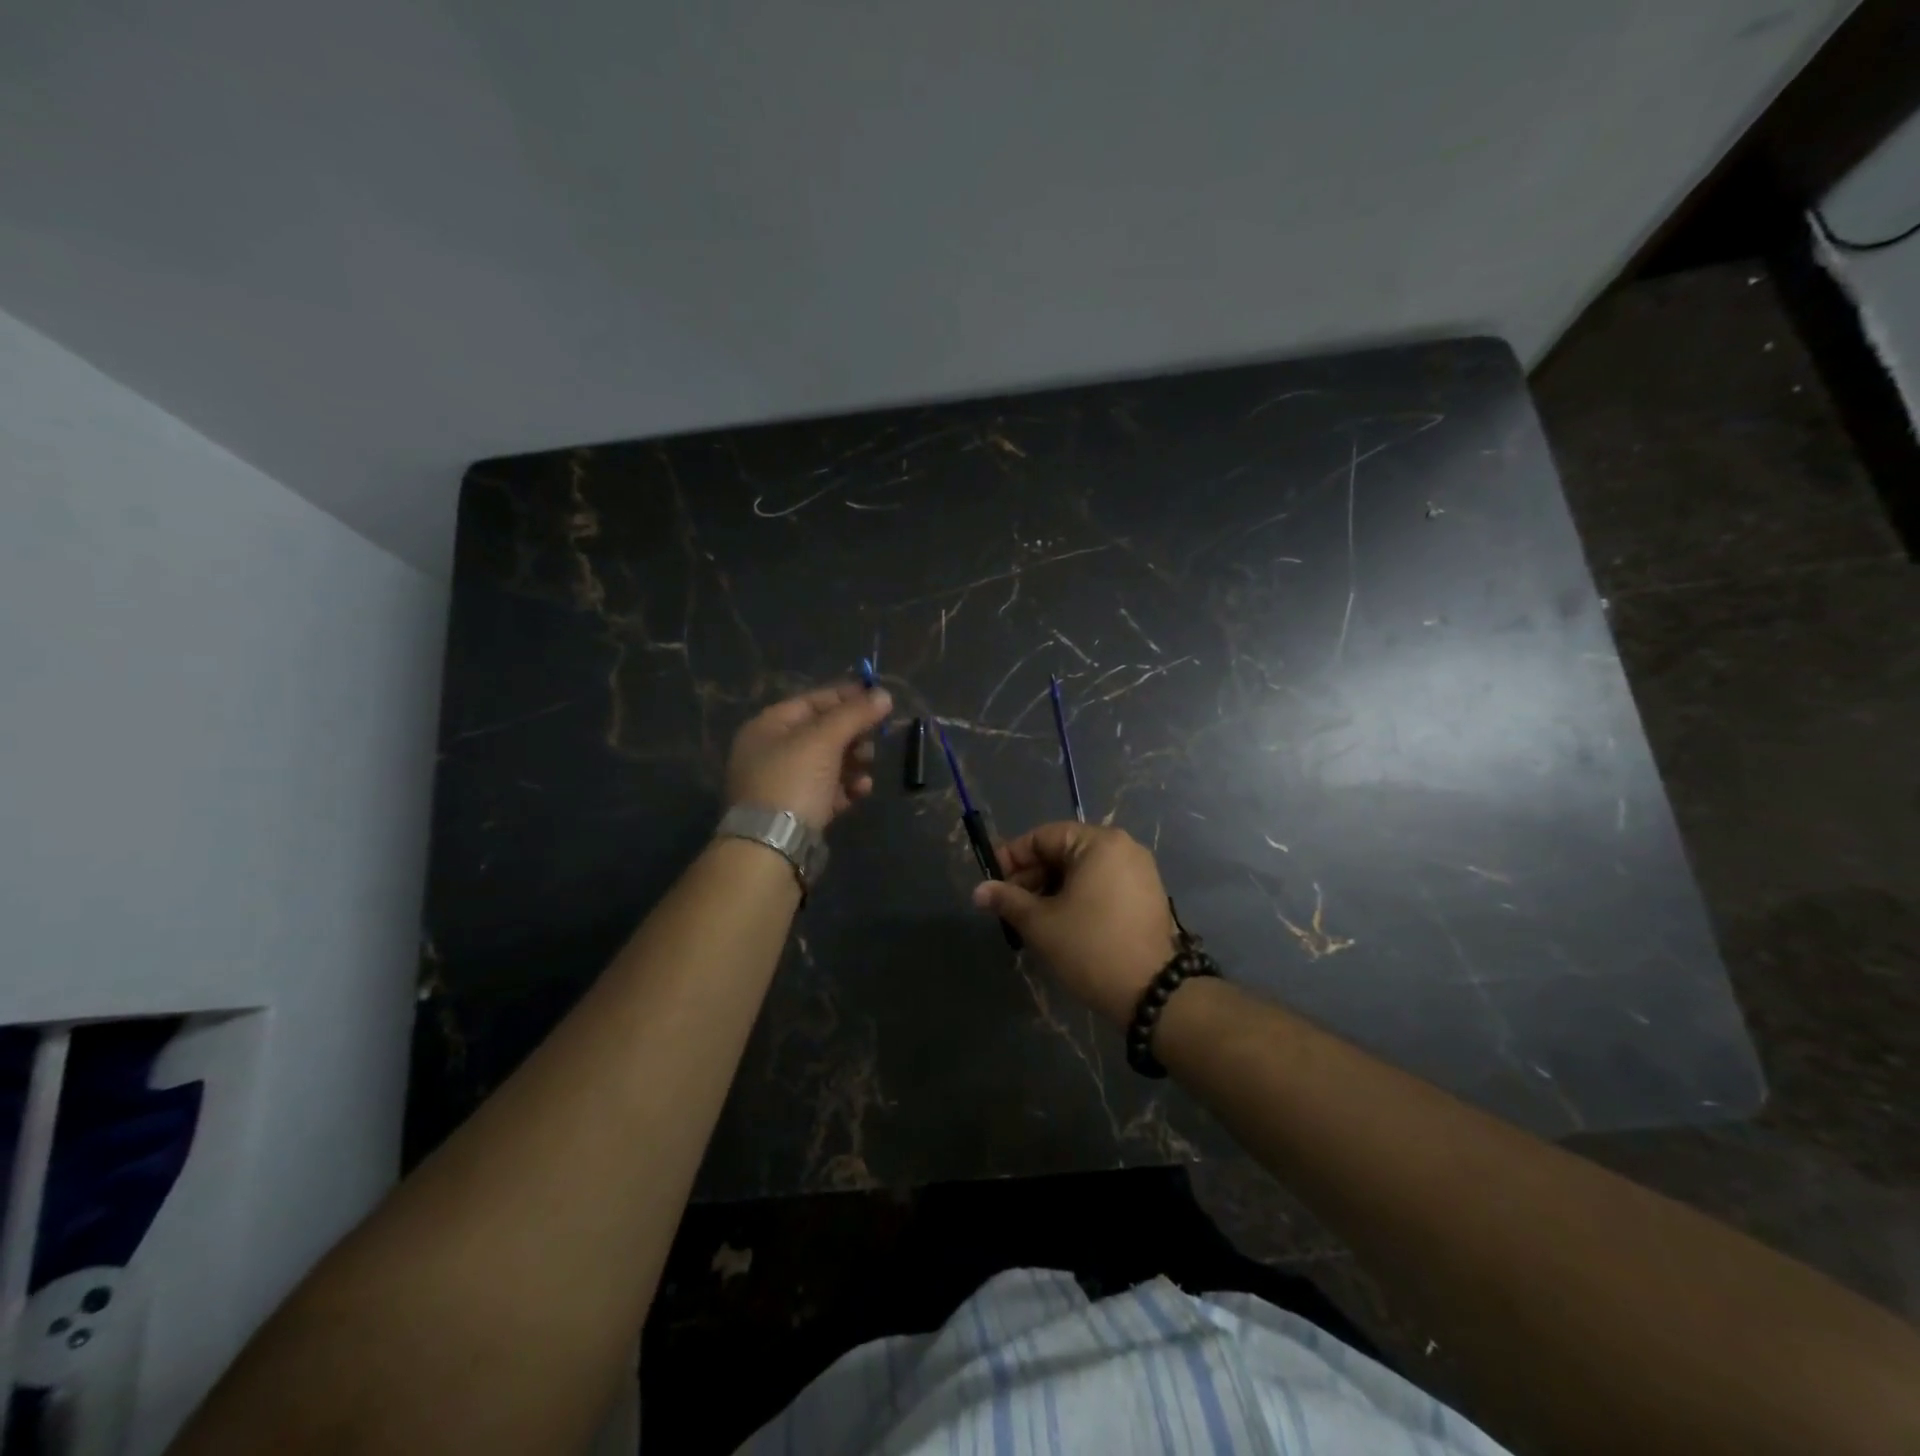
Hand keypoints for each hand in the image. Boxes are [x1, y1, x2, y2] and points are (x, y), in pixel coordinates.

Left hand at [725, 682, 891, 830]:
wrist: (772, 846)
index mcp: (767, 727)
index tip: (878, 699)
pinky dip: (846, 788)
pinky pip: (827, 790)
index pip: (812, 701)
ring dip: (853, 763)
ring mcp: (782, 784)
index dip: (846, 697)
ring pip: (828, 763)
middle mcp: (771, 752)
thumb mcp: (824, 740)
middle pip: (822, 733)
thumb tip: (884, 695)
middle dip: (853, 735)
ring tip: (867, 770)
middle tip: (874, 741)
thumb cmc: (793, 781)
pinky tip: (860, 792)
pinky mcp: (796, 811)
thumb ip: (854, 714)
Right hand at [972, 822, 1178, 1026]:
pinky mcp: (1147, 896)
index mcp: (1099, 843)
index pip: (1043, 837)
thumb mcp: (1041, 923)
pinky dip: (1077, 897)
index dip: (1011, 858)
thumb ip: (1007, 900)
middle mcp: (1123, 847)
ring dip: (1052, 889)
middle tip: (1008, 905)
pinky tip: (1060, 922)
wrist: (1153, 993)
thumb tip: (979, 891)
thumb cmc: (1090, 948)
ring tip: (1030, 918)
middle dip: (1032, 876)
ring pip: (1082, 871)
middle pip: (1064, 851)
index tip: (991, 882)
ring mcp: (1139, 871)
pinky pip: (1102, 885)